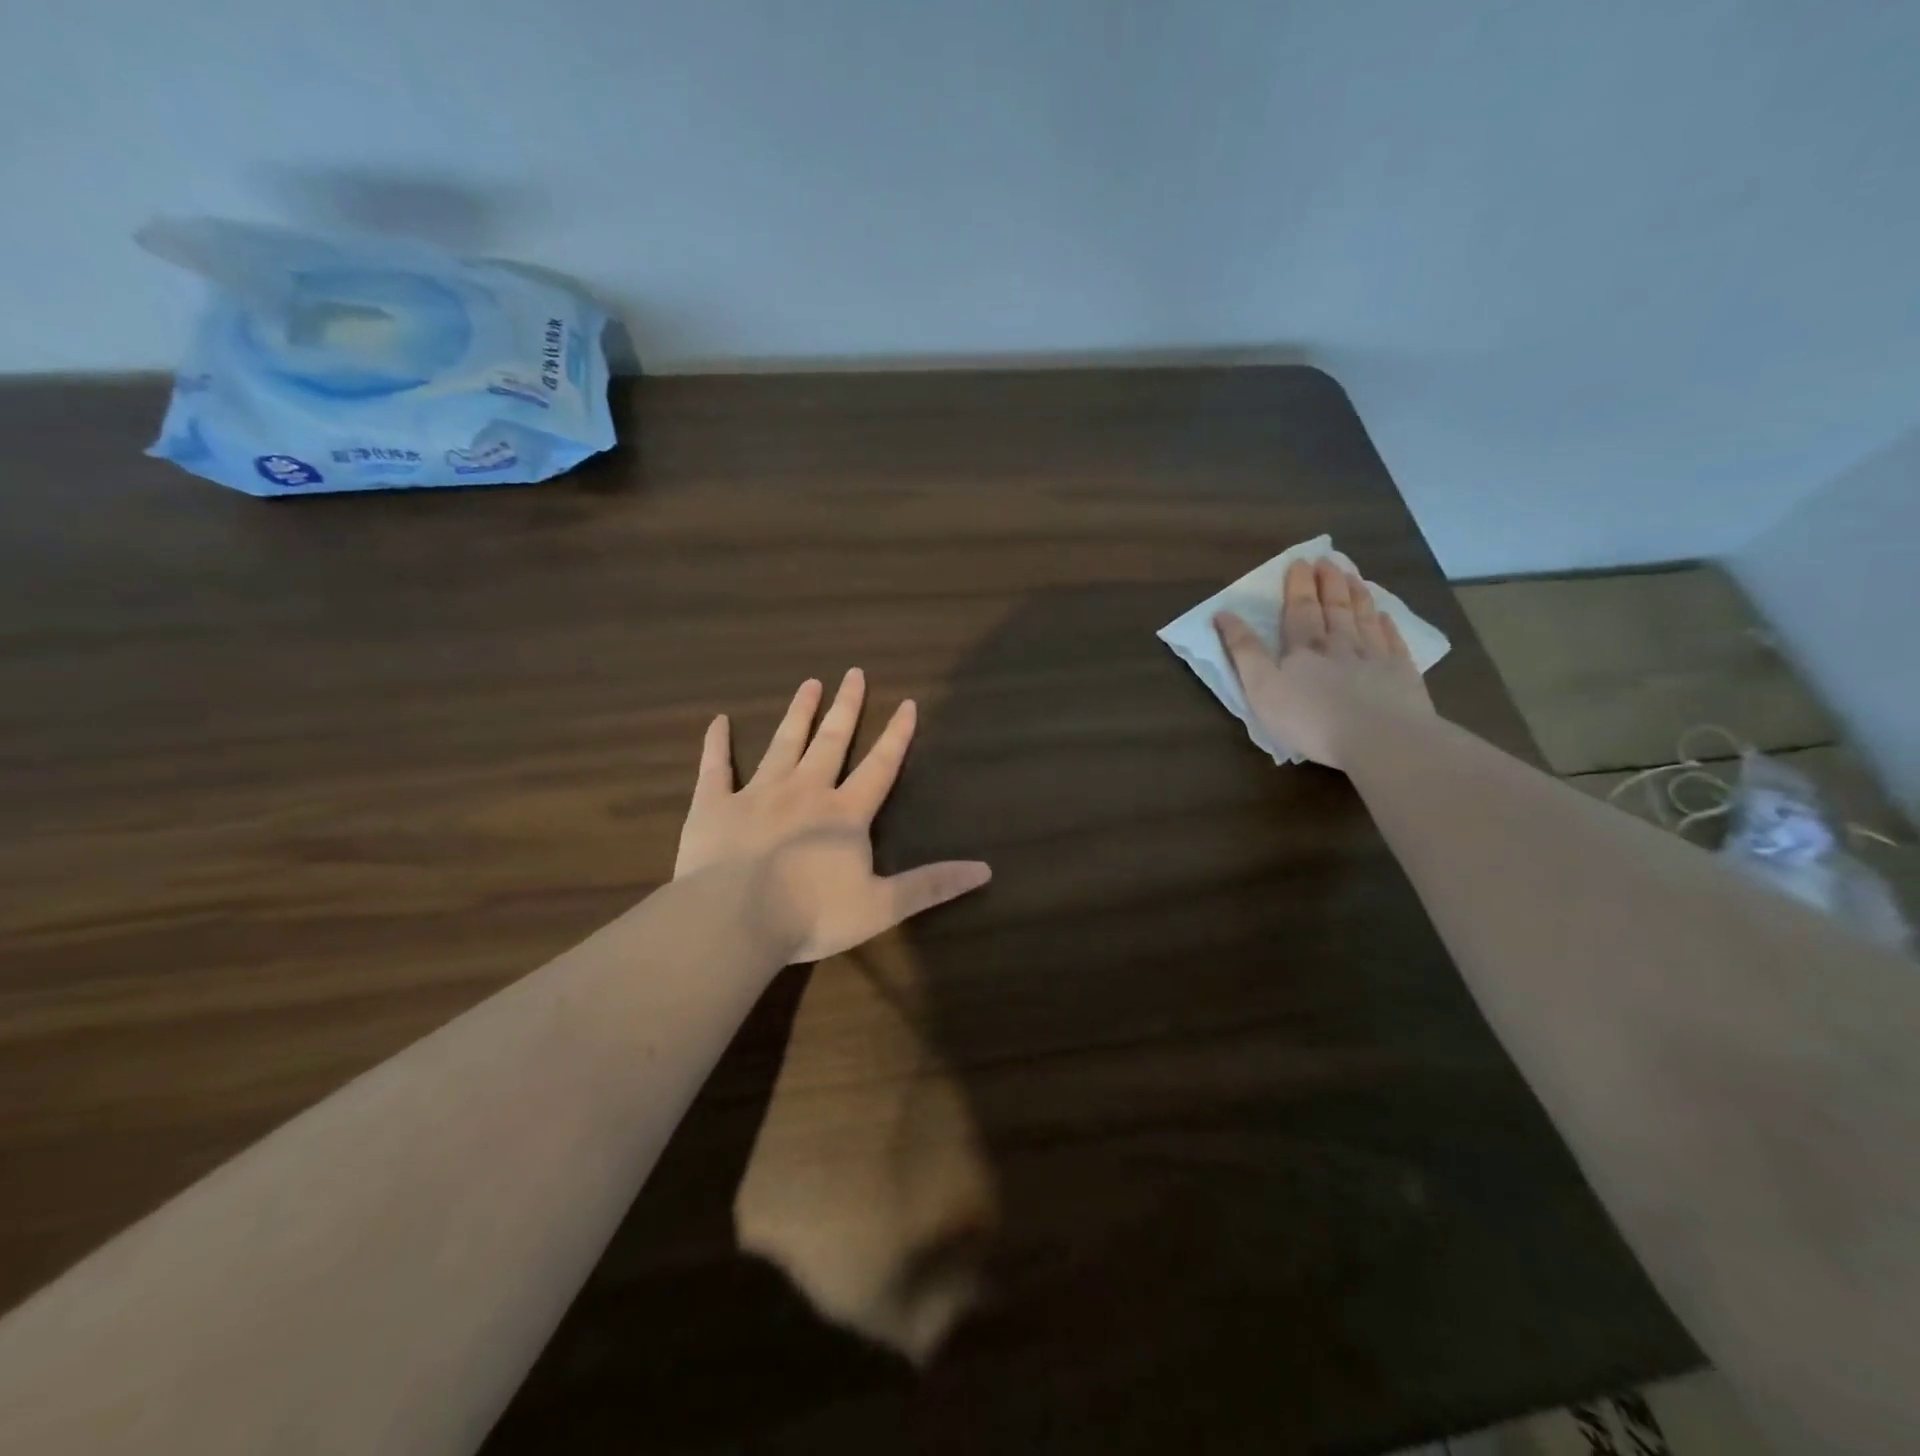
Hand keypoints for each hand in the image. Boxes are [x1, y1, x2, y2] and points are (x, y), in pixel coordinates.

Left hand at [674, 669, 991, 962]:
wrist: (733, 920)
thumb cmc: (810, 915)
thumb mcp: (882, 906)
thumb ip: (931, 885)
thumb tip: (984, 870)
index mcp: (844, 814)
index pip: (879, 766)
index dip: (896, 735)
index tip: (906, 703)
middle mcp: (805, 792)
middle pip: (831, 741)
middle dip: (846, 707)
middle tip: (853, 672)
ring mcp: (757, 794)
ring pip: (783, 744)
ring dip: (798, 713)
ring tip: (808, 684)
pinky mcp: (715, 806)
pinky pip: (715, 767)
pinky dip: (717, 744)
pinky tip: (717, 721)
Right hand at [1214, 558, 1433, 768]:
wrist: (1379, 738)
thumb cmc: (1310, 718)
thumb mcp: (1261, 688)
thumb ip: (1243, 651)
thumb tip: (1223, 614)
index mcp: (1303, 648)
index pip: (1298, 610)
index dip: (1297, 586)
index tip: (1298, 562)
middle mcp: (1340, 644)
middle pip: (1333, 608)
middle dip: (1327, 583)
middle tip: (1327, 559)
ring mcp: (1374, 657)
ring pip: (1363, 618)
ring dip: (1357, 595)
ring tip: (1353, 576)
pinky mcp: (1401, 675)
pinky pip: (1393, 642)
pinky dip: (1388, 626)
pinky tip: (1385, 616)